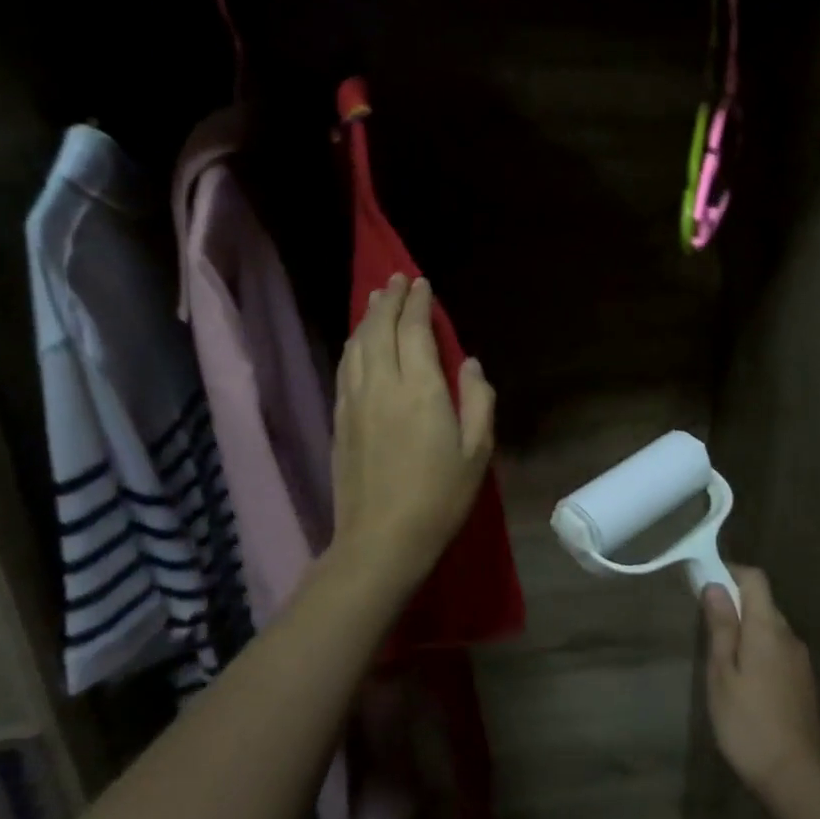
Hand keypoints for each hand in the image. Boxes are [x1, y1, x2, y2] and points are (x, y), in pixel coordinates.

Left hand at [331, 275, 494, 595]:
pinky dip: (353, 345)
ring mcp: (355, 401)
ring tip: (376, 299)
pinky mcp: (340, 418)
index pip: (414, 331)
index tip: (421, 283)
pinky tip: (358, 343)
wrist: (382, 538)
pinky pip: (345, 367)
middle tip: (396, 280)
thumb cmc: (440, 496)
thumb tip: (469, 363)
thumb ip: (478, 400)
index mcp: (421, 389)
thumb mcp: (477, 451)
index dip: (417, 303)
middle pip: (379, 329)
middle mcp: (383, 384)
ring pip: (357, 345)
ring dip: (367, 317)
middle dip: (389, 300)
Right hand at [702, 566, 819, 807]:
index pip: (755, 579)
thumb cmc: (748, 723)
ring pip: (771, 629)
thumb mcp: (722, 674)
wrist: (796, 778)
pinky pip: (779, 651)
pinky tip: (745, 681)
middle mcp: (790, 636)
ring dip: (748, 631)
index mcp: (768, 628)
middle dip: (736, 605)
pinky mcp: (805, 683)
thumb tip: (715, 585)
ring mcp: (801, 661)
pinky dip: (760, 652)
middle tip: (707, 628)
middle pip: (763, 603)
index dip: (731, 572)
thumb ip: (721, 627)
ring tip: (722, 659)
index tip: (706, 582)